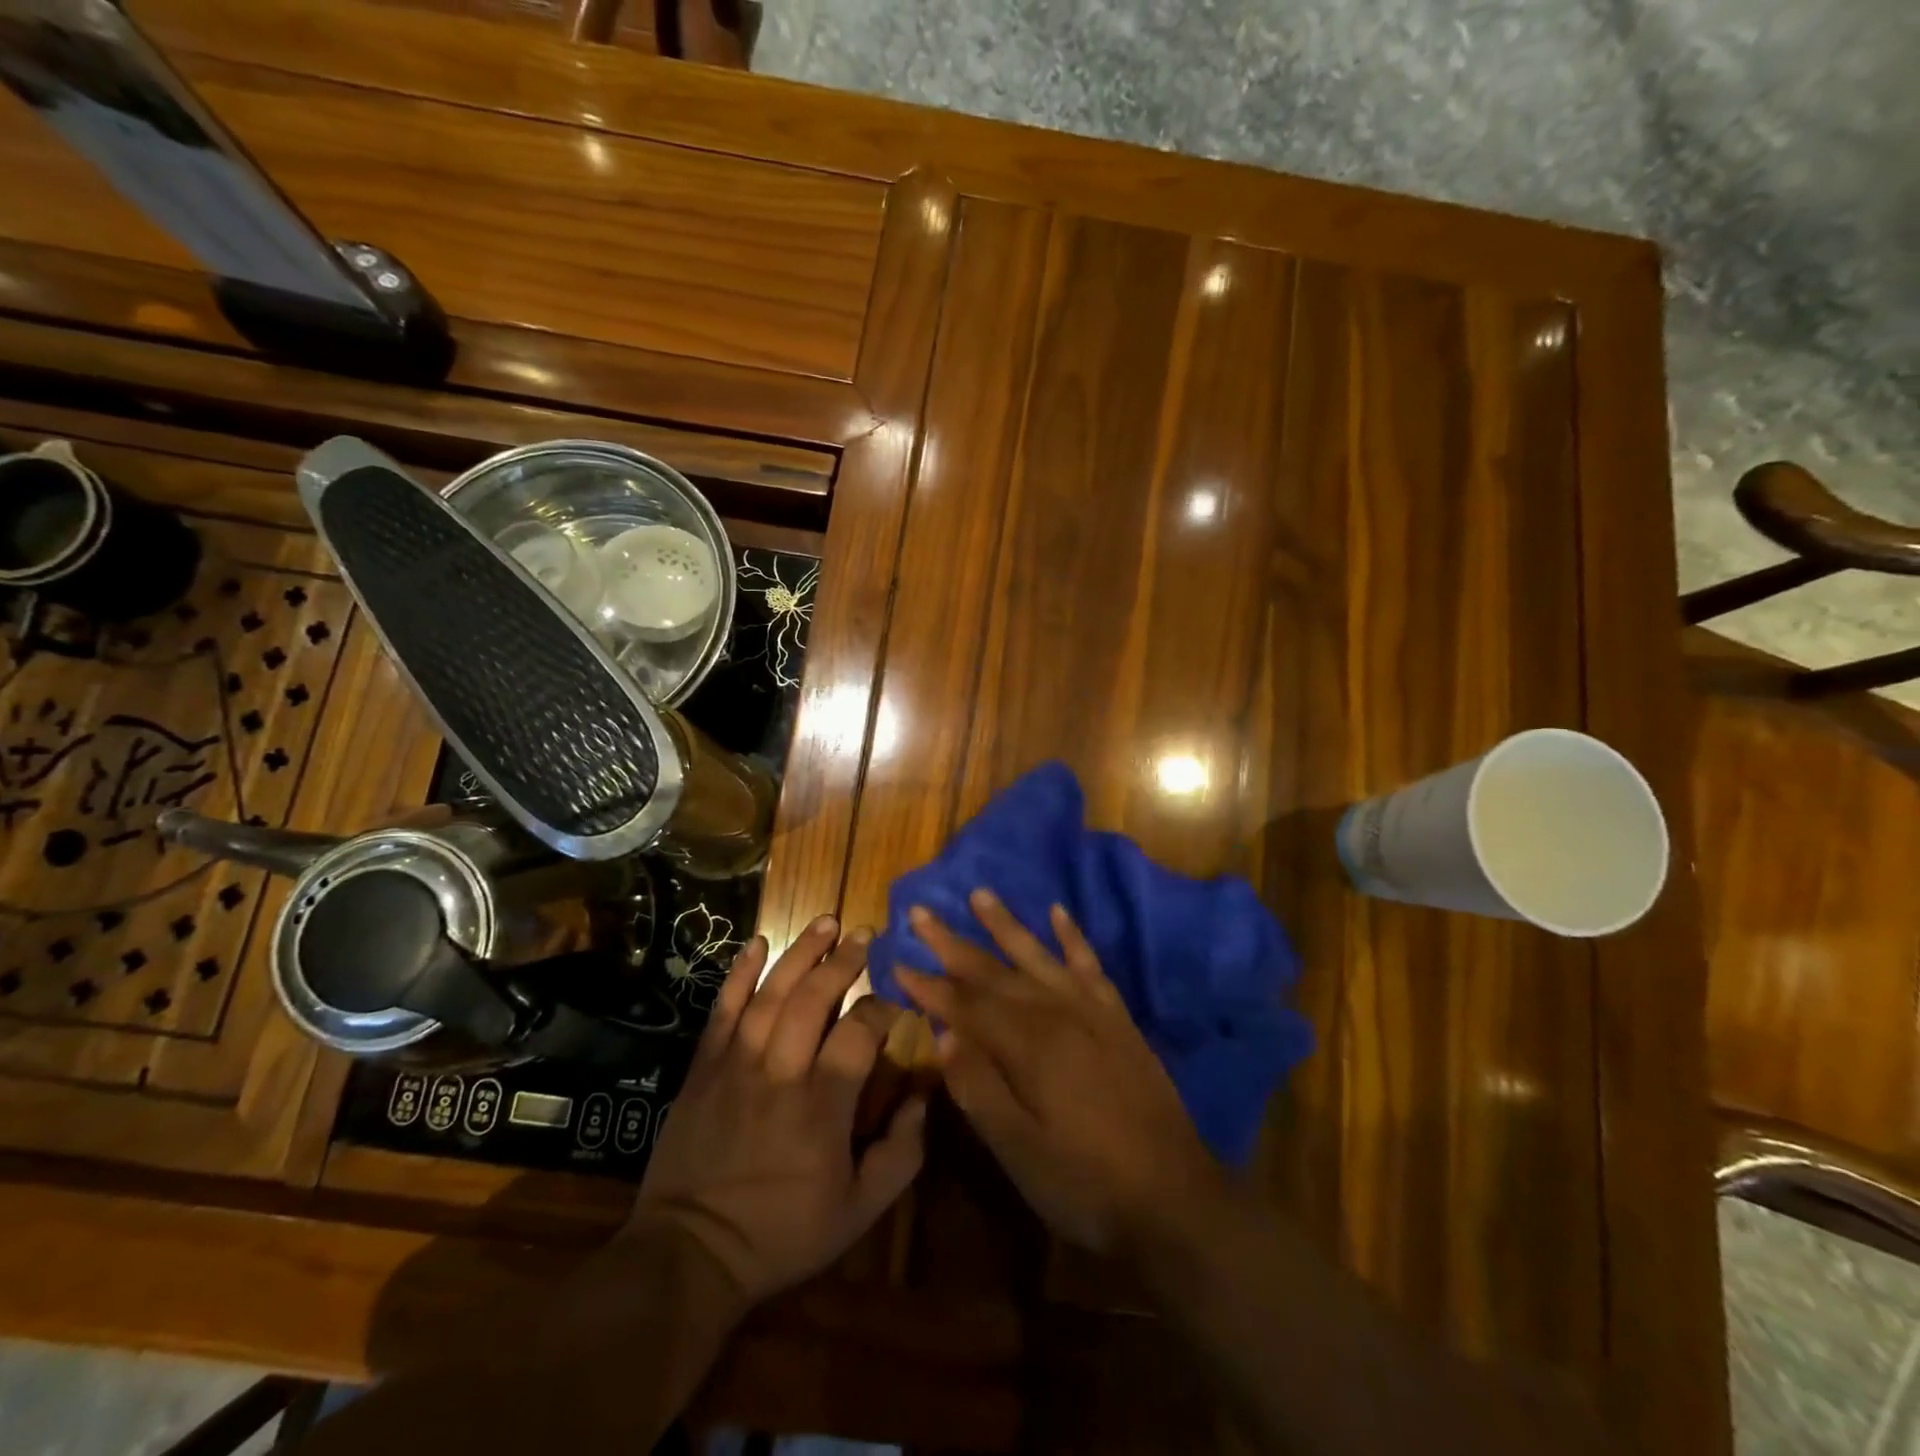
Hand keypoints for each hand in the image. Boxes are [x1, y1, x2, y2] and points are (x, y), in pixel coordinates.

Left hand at [628, 916, 927, 1304]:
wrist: (691, 1253)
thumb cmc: (782, 1233)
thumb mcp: (859, 1211)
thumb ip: (901, 1154)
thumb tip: (922, 1098)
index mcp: (823, 1105)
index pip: (859, 1032)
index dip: (881, 1008)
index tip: (895, 1000)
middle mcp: (781, 1072)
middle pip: (814, 999)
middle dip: (843, 961)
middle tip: (864, 934)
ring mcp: (737, 1064)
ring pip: (772, 993)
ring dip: (801, 953)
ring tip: (826, 922)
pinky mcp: (704, 1067)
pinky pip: (724, 1009)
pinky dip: (739, 973)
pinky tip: (756, 943)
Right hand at [894, 890, 1227, 1256]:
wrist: (1174, 1197)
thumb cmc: (1085, 1183)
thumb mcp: (1020, 1151)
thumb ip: (979, 1089)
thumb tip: (942, 1036)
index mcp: (1028, 1047)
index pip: (965, 1006)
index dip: (928, 986)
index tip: (896, 961)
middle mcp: (1056, 1014)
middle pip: (994, 972)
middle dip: (953, 943)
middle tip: (921, 911)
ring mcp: (1091, 1011)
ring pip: (1038, 956)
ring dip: (1006, 925)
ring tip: (979, 893)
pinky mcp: (1117, 1018)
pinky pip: (1091, 965)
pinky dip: (1073, 936)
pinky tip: (1059, 912)